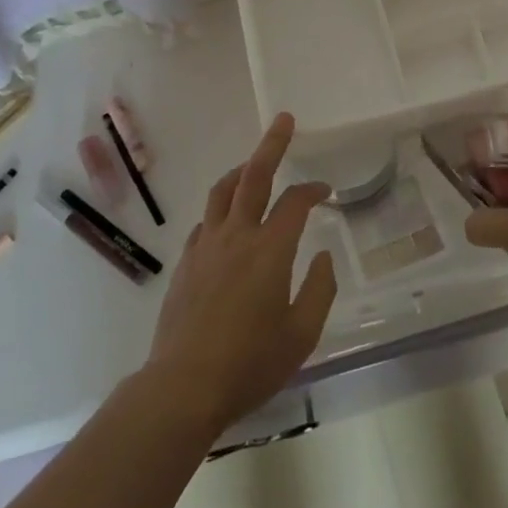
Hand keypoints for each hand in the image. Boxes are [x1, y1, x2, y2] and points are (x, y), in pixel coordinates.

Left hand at [145, 113, 337, 436]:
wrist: (183, 387)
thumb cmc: (250, 363)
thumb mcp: (301, 335)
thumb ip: (319, 290)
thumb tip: (324, 256)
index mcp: (270, 250)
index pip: (295, 202)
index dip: (313, 189)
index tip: (325, 190)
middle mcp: (237, 236)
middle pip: (254, 176)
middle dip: (272, 145)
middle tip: (283, 120)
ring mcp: (206, 246)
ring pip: (222, 192)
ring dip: (241, 171)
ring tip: (252, 164)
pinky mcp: (186, 262)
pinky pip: (205, 221)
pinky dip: (220, 210)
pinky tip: (226, 222)